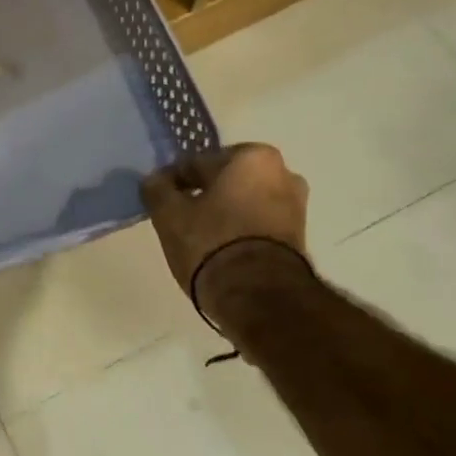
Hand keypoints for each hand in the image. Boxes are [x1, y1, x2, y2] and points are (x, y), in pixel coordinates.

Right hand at [141, 143, 309, 304]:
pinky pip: (259, 224)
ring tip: (200, 237)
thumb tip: (156, 180)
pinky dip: (241, 231)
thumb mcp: (169, 214)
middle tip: (181, 217)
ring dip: (225, 213)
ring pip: (245, 202)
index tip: (162, 199)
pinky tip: (221, 249)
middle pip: (227, 181)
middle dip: (206, 194)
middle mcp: (283, 173)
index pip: (200, 163)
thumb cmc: (212, 242)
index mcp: (254, 157)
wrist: (258, 298)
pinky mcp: (300, 239)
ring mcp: (296, 207)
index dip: (176, 180)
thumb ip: (157, 189)